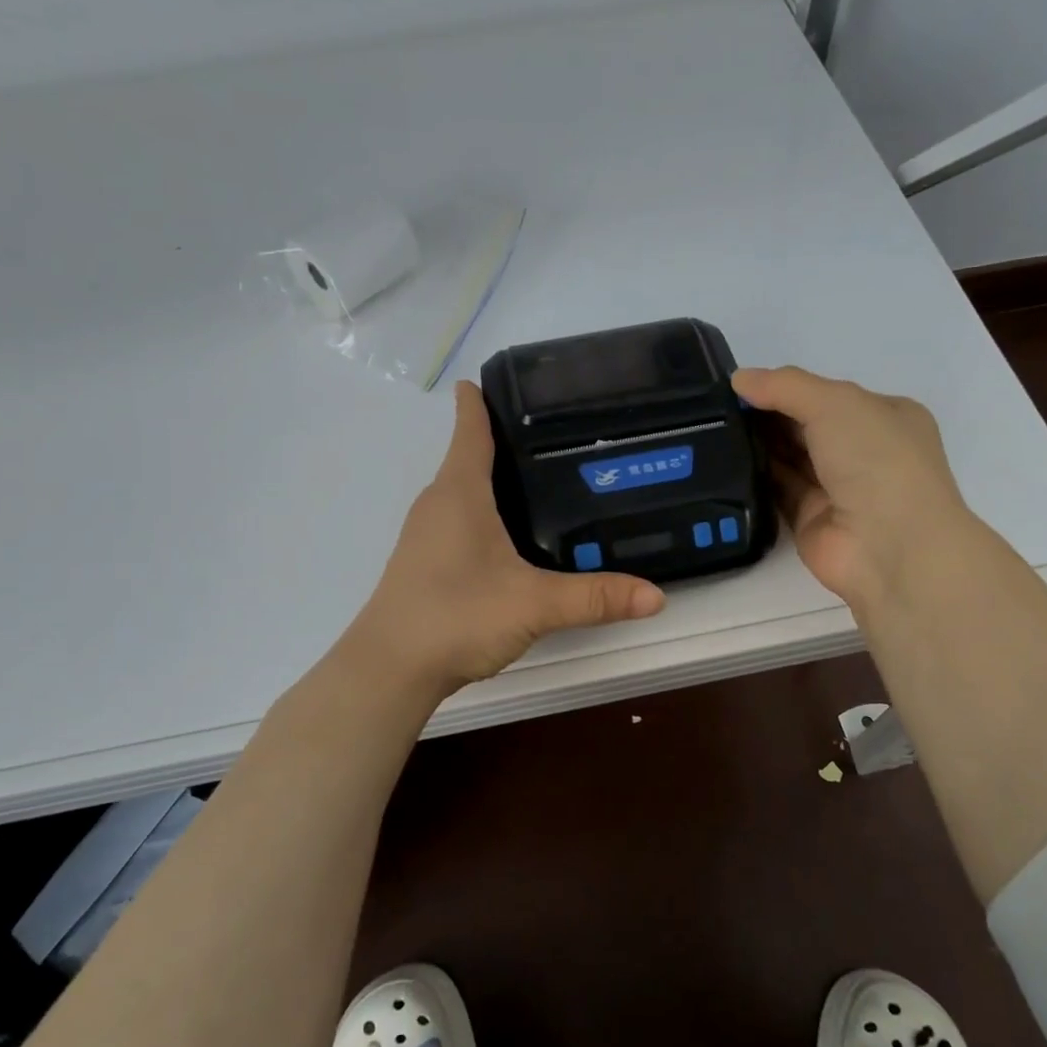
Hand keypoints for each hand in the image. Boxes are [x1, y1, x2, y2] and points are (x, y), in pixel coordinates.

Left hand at [346, 381, 665, 695]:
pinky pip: (460, 518)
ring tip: (546, 476)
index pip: (470, 427)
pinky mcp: (425, 561)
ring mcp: (426, 533)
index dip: (483, 399)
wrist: (390, 669)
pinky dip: (486, 511)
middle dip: (507, 438)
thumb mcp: (534, 604)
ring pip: (465, 490)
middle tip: (560, 431)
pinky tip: (514, 534)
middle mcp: (438, 503)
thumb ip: (595, 597)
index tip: (508, 378)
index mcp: (459, 491)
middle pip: (470, 455)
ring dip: (495, 478)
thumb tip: (656, 596)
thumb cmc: (457, 615)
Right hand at [733, 366, 973, 618]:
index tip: (741, 384)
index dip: (786, 388)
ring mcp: (836, 488)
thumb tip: (739, 378)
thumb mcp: (835, 403)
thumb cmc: (877, 460)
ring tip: (710, 429)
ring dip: (757, 444)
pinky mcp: (809, 518)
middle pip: (805, 426)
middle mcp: (862, 451)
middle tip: (715, 406)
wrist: (890, 546)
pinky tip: (722, 462)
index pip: (826, 395)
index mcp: (882, 416)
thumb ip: (785, 386)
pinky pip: (777, 490)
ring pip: (789, 458)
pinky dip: (754, 477)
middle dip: (766, 415)